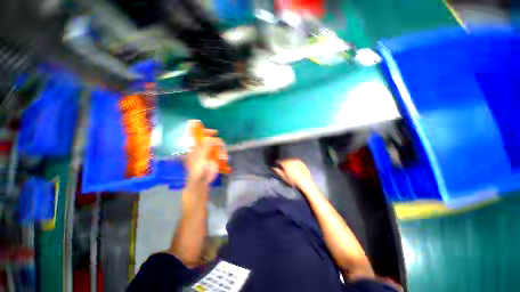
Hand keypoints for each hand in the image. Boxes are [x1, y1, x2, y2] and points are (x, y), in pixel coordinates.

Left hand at [186, 129, 227, 185]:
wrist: (202, 180)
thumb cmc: (198, 168)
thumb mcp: (201, 156)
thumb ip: (206, 146)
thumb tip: (212, 138)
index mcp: (196, 148)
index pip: (200, 137)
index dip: (206, 132)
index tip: (214, 132)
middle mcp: (203, 149)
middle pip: (211, 141)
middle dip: (217, 142)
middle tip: (221, 143)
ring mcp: (210, 154)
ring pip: (218, 147)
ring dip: (221, 150)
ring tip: (223, 156)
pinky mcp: (215, 159)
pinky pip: (221, 154)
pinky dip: (223, 155)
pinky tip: (224, 158)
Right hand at [272, 159, 313, 189]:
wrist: (305, 181)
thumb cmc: (293, 180)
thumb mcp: (283, 177)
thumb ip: (277, 171)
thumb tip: (272, 167)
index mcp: (285, 162)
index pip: (278, 160)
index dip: (276, 162)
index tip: (274, 164)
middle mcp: (291, 159)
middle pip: (284, 159)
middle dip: (282, 161)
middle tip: (281, 165)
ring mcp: (297, 160)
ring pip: (290, 159)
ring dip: (288, 161)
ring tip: (288, 166)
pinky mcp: (302, 162)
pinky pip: (295, 161)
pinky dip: (293, 163)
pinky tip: (294, 166)